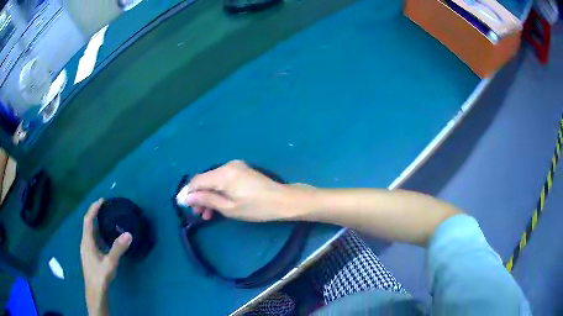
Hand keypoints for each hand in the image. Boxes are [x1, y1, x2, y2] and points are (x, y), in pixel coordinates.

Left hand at [81, 199, 131, 315]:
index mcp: (87, 241)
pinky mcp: (90, 256)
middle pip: (88, 225)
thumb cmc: (100, 275)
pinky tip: (106, 240)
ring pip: (91, 233)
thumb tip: (128, 234)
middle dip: (96, 215)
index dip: (94, 208)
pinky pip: (93, 240)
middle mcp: (85, 243)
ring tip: (107, 221)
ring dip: (97, 225)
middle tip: (106, 209)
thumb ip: (118, 248)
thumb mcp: (110, 262)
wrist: (95, 291)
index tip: (102, 200)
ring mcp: (86, 250)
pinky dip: (99, 235)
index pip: (88, 220)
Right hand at [176, 160, 303, 221]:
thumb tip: (186, 197)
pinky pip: (223, 180)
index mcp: (223, 174)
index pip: (197, 181)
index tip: (182, 205)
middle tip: (197, 214)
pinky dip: (218, 191)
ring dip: (208, 195)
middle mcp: (227, 166)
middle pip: (205, 180)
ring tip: (206, 214)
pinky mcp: (241, 170)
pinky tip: (217, 205)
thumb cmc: (256, 207)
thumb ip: (206, 199)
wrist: (283, 201)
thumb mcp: (229, 207)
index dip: (187, 193)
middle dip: (198, 196)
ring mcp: (235, 167)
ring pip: (213, 180)